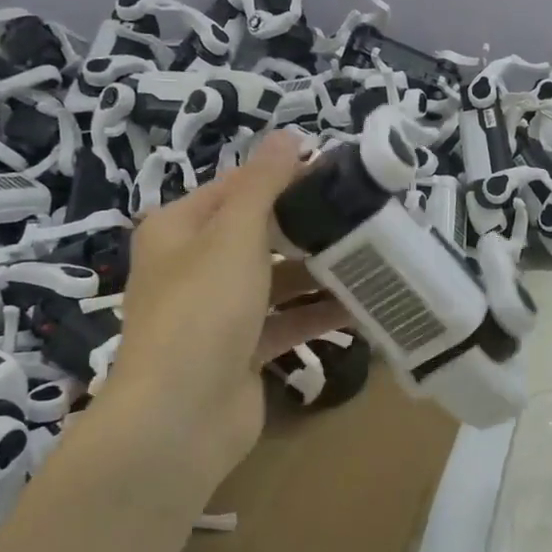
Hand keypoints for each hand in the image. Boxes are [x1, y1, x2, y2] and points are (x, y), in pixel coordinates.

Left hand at [92, 131, 350, 491]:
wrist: (181, 416)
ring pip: (277, 281)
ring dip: (319, 274)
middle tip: (363, 218)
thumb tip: (288, 135)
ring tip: (372, 261)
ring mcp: (218, 313)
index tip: (338, 175)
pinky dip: (318, 315)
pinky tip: (361, 309)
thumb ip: (264, 184)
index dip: (284, 178)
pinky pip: (286, 322)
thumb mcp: (234, 235)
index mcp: (179, 230)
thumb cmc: (203, 309)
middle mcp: (194, 267)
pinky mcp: (242, 351)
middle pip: (260, 235)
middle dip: (308, 229)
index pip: (237, 188)